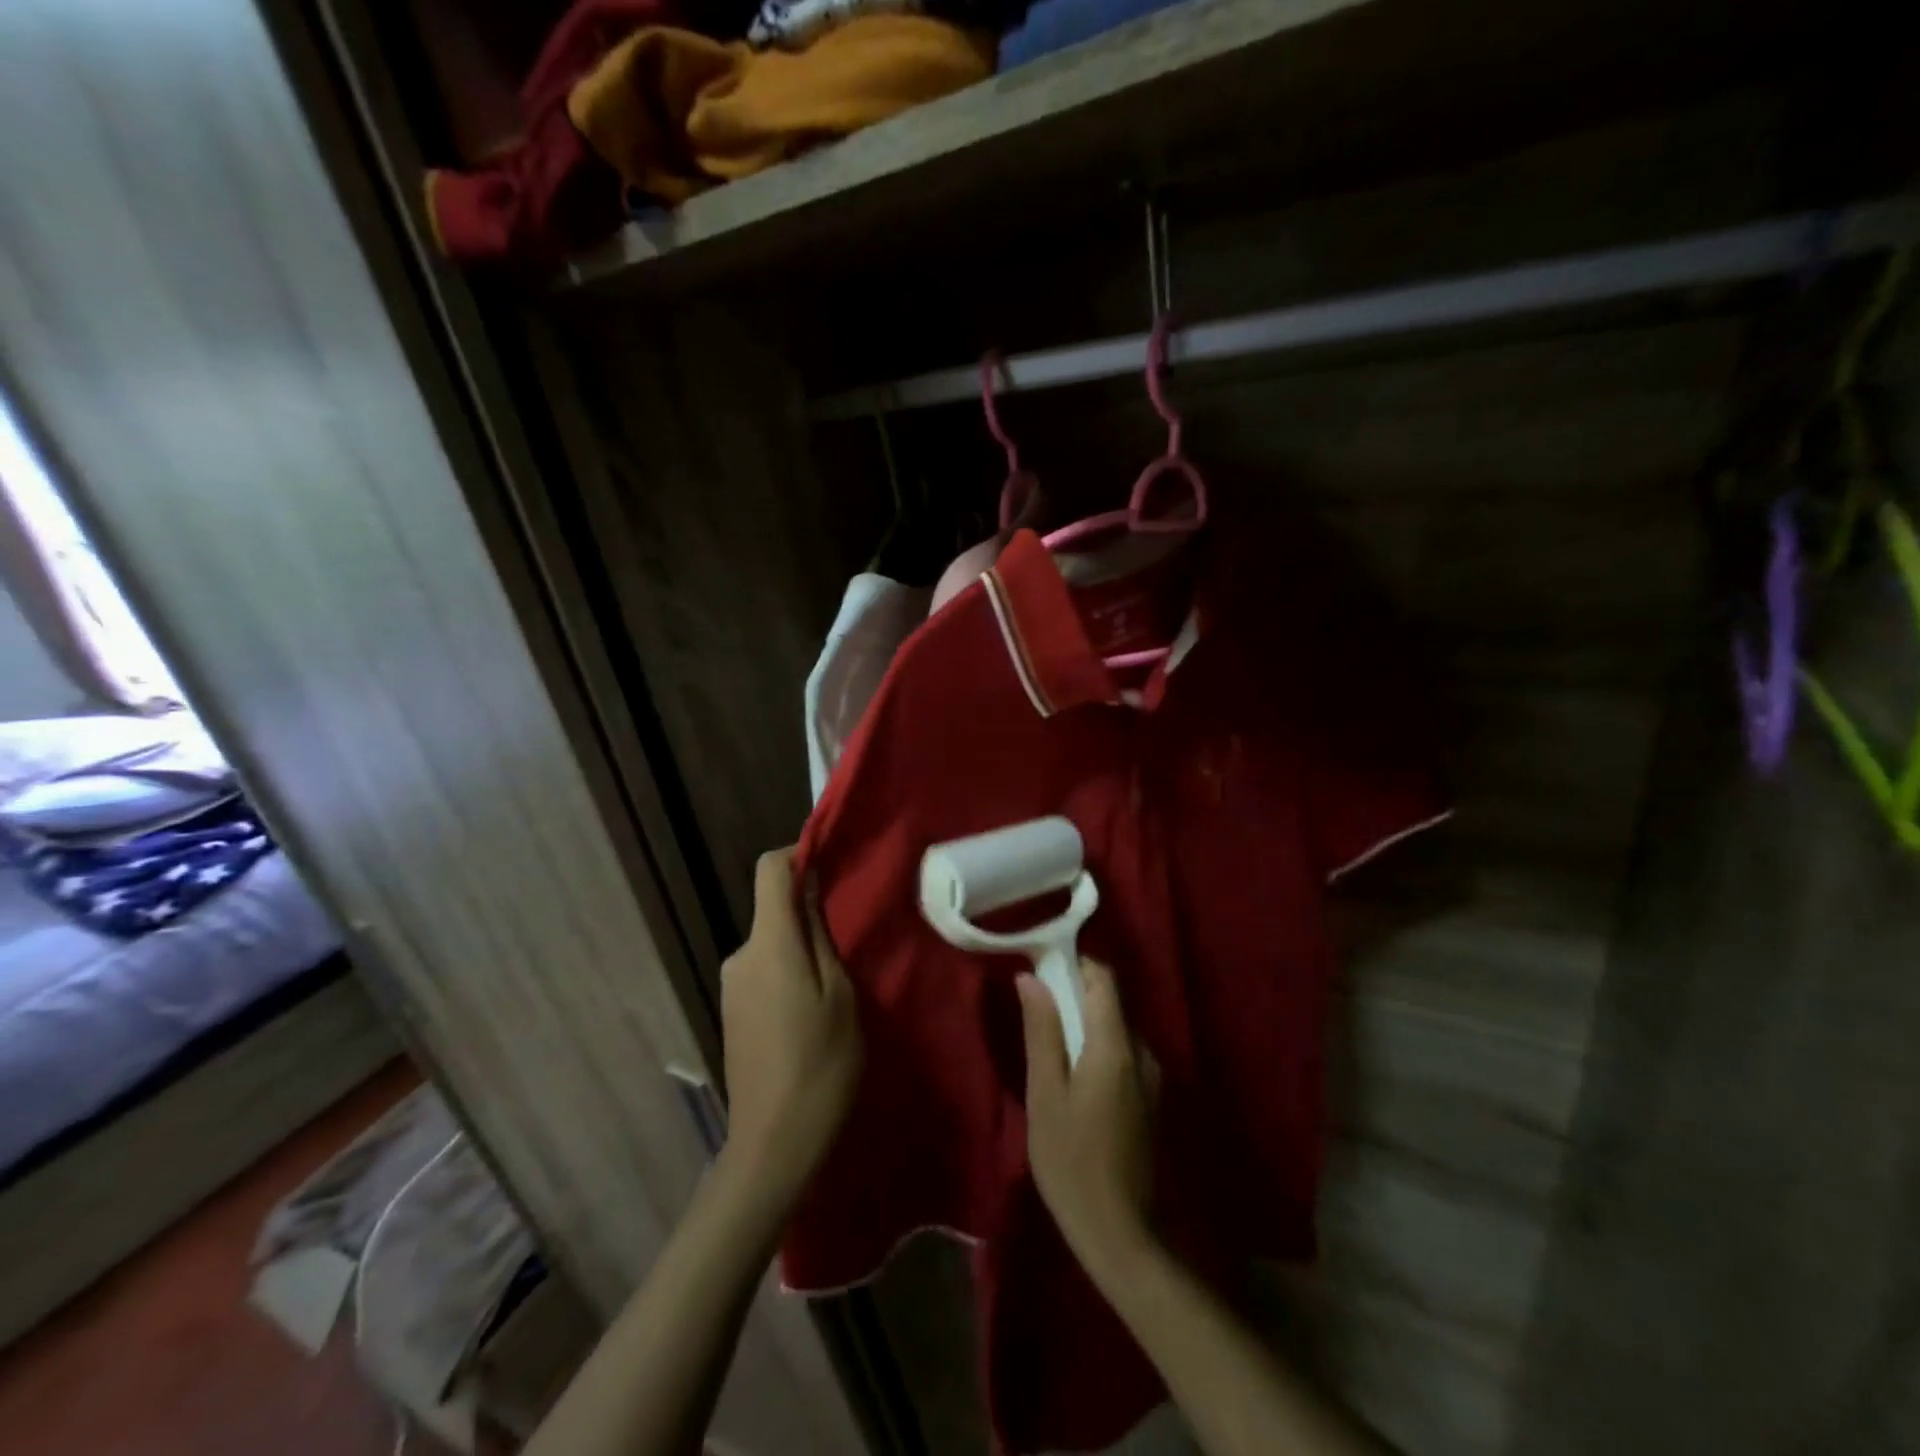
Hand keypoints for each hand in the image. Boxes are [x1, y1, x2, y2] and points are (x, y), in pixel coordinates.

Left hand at [718, 848, 861, 1208]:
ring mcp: (731, 985)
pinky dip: (789, 971)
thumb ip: (820, 935)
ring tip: (840, 980)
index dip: (798, 854)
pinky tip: (813, 1008)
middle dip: (809, 911)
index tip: (833, 864)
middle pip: (772, 908)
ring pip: (772, 941)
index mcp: (768, 944)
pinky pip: (763, 969)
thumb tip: (810, 887)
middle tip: (853, 939)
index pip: (769, 870)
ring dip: (802, 947)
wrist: (773, 1145)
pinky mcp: (732, 1010)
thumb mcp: (840, 995)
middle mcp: (740, 955)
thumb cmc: (820, 1065)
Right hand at [1018, 958, 1160, 1281]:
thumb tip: (1031, 977)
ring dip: (1084, 1023)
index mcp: (1116, 1046)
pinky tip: (1072, 1075)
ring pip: (1115, 1027)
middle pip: (1110, 1000)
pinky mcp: (1149, 1097)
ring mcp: (1150, 1076)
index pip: (1103, 978)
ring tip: (1048, 1044)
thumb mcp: (1045, 1094)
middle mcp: (1141, 1051)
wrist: (1120, 1233)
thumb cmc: (1071, 1161)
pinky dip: (1096, 1047)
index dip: (1073, 964)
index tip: (1041, 970)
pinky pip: (1121, 1052)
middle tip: (1036, 1010)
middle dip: (1074, 993)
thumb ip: (1042, 1031)